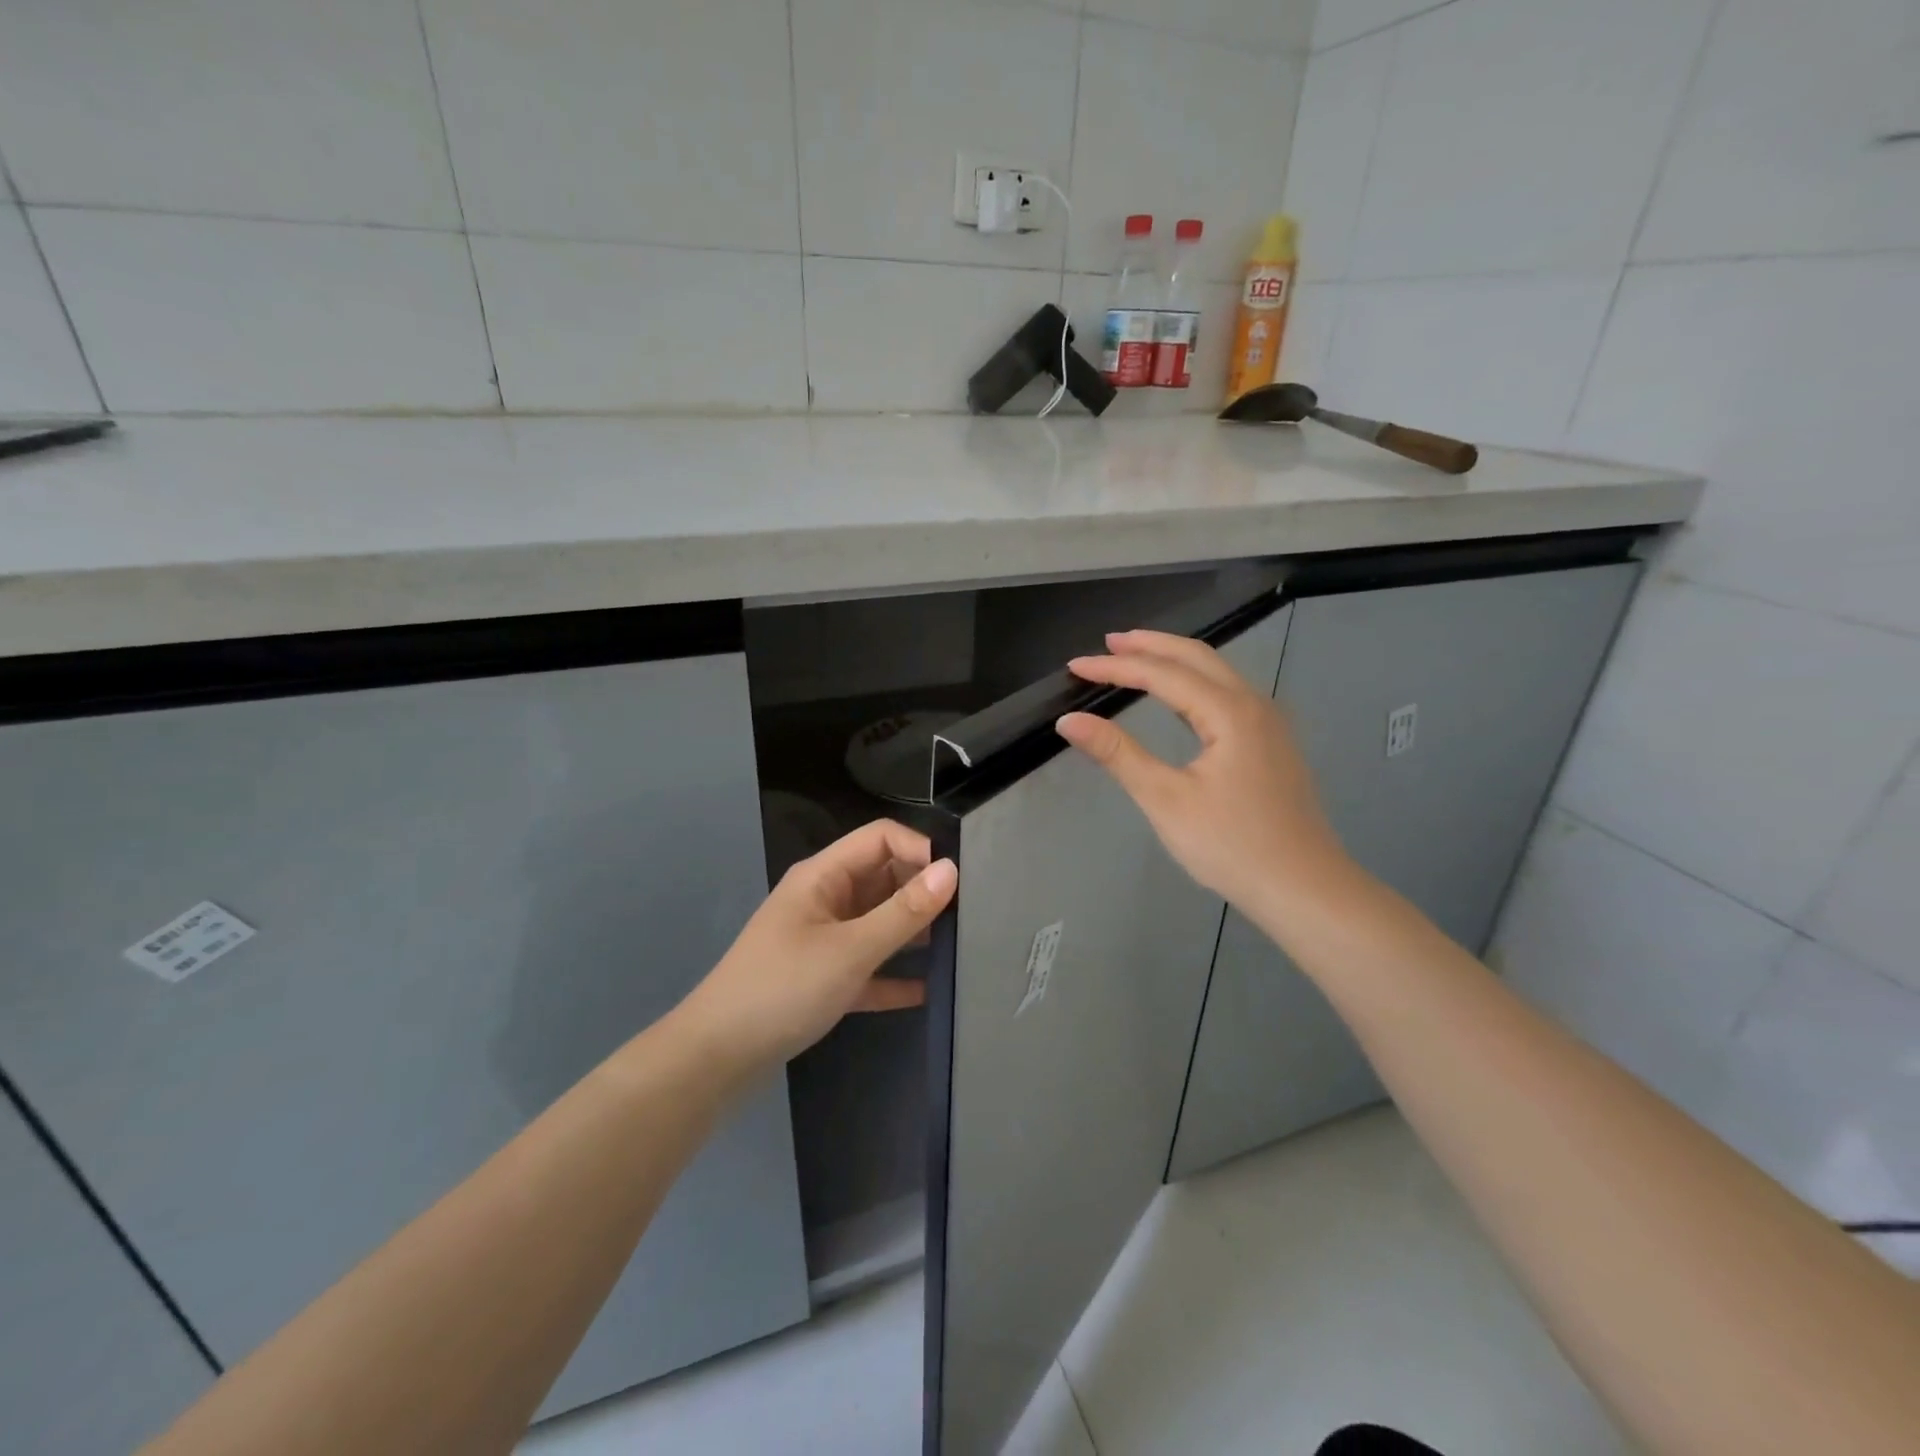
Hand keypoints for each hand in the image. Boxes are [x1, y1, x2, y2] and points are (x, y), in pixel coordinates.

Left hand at [676, 820, 957, 1073]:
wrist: (717, 1057)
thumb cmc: (784, 988)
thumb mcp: (851, 949)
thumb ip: (904, 912)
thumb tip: (951, 870)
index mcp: (824, 876)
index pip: (881, 838)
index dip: (920, 849)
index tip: (958, 880)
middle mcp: (825, 899)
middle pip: (882, 878)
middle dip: (922, 891)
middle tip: (968, 916)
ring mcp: (823, 938)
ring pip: (878, 922)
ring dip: (912, 932)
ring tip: (958, 948)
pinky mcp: (823, 977)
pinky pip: (868, 965)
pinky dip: (893, 975)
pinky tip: (927, 992)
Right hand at [1056, 629, 1350, 927]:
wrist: (1304, 888)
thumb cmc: (1231, 846)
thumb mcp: (1165, 800)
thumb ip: (1118, 754)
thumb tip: (1070, 721)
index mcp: (1229, 712)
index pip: (1162, 674)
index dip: (1115, 666)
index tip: (1075, 665)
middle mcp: (1254, 704)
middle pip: (1196, 657)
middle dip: (1149, 645)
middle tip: (1107, 642)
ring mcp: (1269, 723)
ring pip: (1216, 672)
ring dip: (1173, 660)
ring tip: (1135, 656)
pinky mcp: (1272, 743)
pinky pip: (1228, 694)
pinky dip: (1194, 682)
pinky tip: (1179, 696)